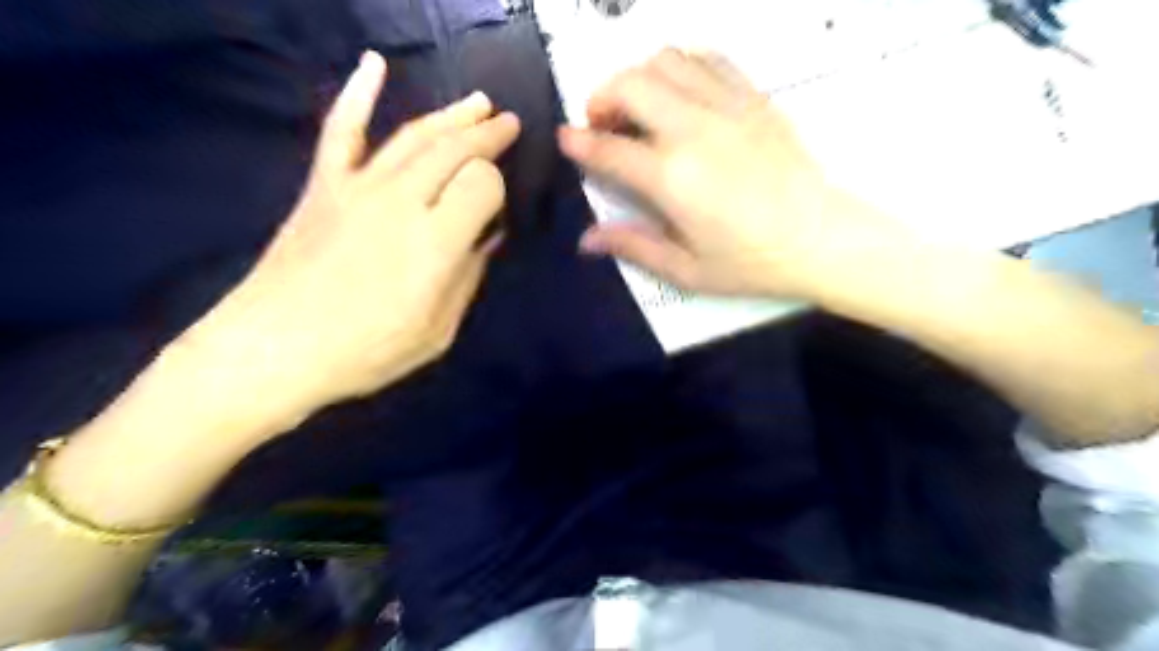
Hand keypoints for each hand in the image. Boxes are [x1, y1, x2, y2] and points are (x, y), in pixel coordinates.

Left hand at [182, 53, 521, 425]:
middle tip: (508, 124)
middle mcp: (402, 201)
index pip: (483, 183)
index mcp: (436, 241)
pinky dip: (357, 94)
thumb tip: (488, 239)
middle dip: (487, 134)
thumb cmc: (366, 351)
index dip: (497, 186)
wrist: (273, 349)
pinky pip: (342, 130)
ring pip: (414, 135)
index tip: (498, 205)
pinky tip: (374, 65)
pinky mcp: (323, 185)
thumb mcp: (438, 331)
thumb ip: (468, 278)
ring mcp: (358, 187)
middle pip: (454, 148)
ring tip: (479, 103)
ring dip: (451, 115)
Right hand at [557, 48, 908, 301]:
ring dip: (639, 77)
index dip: (578, 142)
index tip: (566, 139)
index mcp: (672, 178)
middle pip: (631, 84)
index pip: (609, 149)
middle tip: (604, 125)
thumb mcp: (686, 269)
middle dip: (603, 97)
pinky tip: (679, 92)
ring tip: (639, 108)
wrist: (821, 238)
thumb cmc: (751, 262)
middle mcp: (693, 130)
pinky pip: (708, 59)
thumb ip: (633, 246)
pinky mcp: (753, 98)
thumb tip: (586, 239)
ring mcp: (726, 106)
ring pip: (666, 60)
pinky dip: (681, 66)